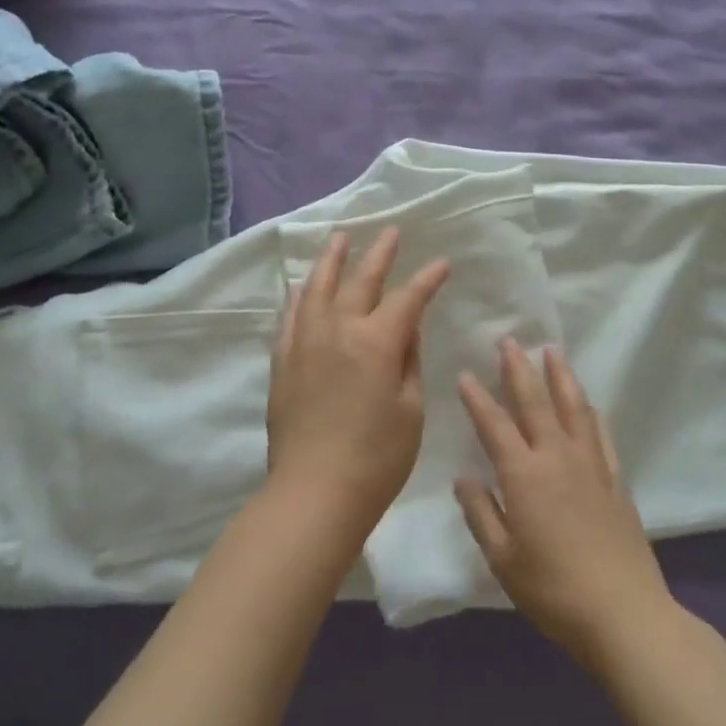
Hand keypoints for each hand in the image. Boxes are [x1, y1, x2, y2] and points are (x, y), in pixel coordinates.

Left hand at [267, 228, 449, 533]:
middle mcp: (338, 330)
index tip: (442, 263)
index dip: (427, 279)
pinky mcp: (283, 360)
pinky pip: (290, 315)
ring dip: (332, 259)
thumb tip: (406, 329)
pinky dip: (299, 295)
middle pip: (361, 280)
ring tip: (341, 238)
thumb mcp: (410, 410)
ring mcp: (305, 342)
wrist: (313, 493)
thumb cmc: (376, 459)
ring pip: (318, 287)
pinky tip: (302, 286)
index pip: (407, 298)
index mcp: (376, 342)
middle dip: (380, 254)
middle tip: (391, 232)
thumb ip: (409, 362)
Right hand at [455, 341, 674, 668]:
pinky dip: (591, 413)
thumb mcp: (503, 559)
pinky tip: (588, 404)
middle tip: (509, 340)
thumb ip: (481, 514)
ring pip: (573, 408)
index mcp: (524, 475)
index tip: (466, 374)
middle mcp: (556, 458)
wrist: (625, 615)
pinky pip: (600, 435)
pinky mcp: (615, 480)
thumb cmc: (554, 590)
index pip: (495, 425)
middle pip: (535, 402)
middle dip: (519, 369)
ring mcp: (590, 466)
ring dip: (560, 376)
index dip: (477, 398)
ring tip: (552, 351)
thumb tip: (464, 478)